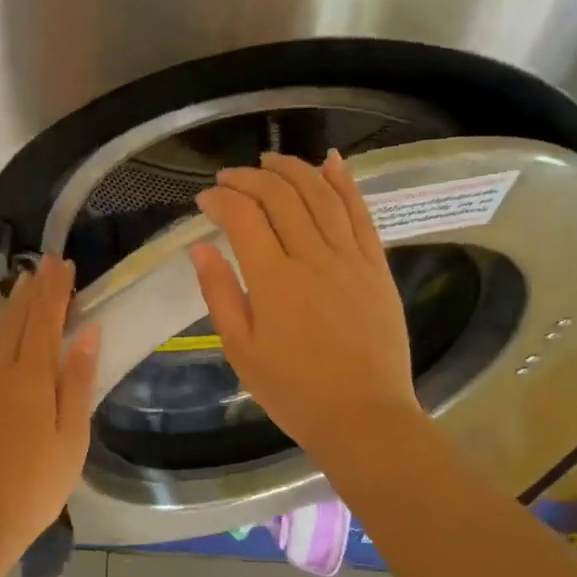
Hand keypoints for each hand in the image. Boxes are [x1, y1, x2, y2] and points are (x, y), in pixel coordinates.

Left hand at [0, 255, 99, 554]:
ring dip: (10, 306)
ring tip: (22, 285)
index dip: (55, 291)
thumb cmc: (35, 484)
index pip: (44, 320)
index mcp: (30, 378)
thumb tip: (87, 333)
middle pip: (17, 320)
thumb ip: (78, 381)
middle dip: (33, 290)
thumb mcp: (71, 437)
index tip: (63, 264)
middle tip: (44, 263)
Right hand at [192, 151, 422, 462]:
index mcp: (273, 280)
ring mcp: (350, 258)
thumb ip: (219, 293)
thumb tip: (201, 248)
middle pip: (280, 196)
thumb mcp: (240, 349)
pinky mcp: (376, 266)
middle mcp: (312, 257)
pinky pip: (360, 213)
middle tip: (230, 177)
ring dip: (293, 169)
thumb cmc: (293, 391)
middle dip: (250, 177)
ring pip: (321, 195)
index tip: (204, 199)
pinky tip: (331, 162)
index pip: (243, 217)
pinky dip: (345, 183)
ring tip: (270, 160)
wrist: (363, 416)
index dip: (220, 199)